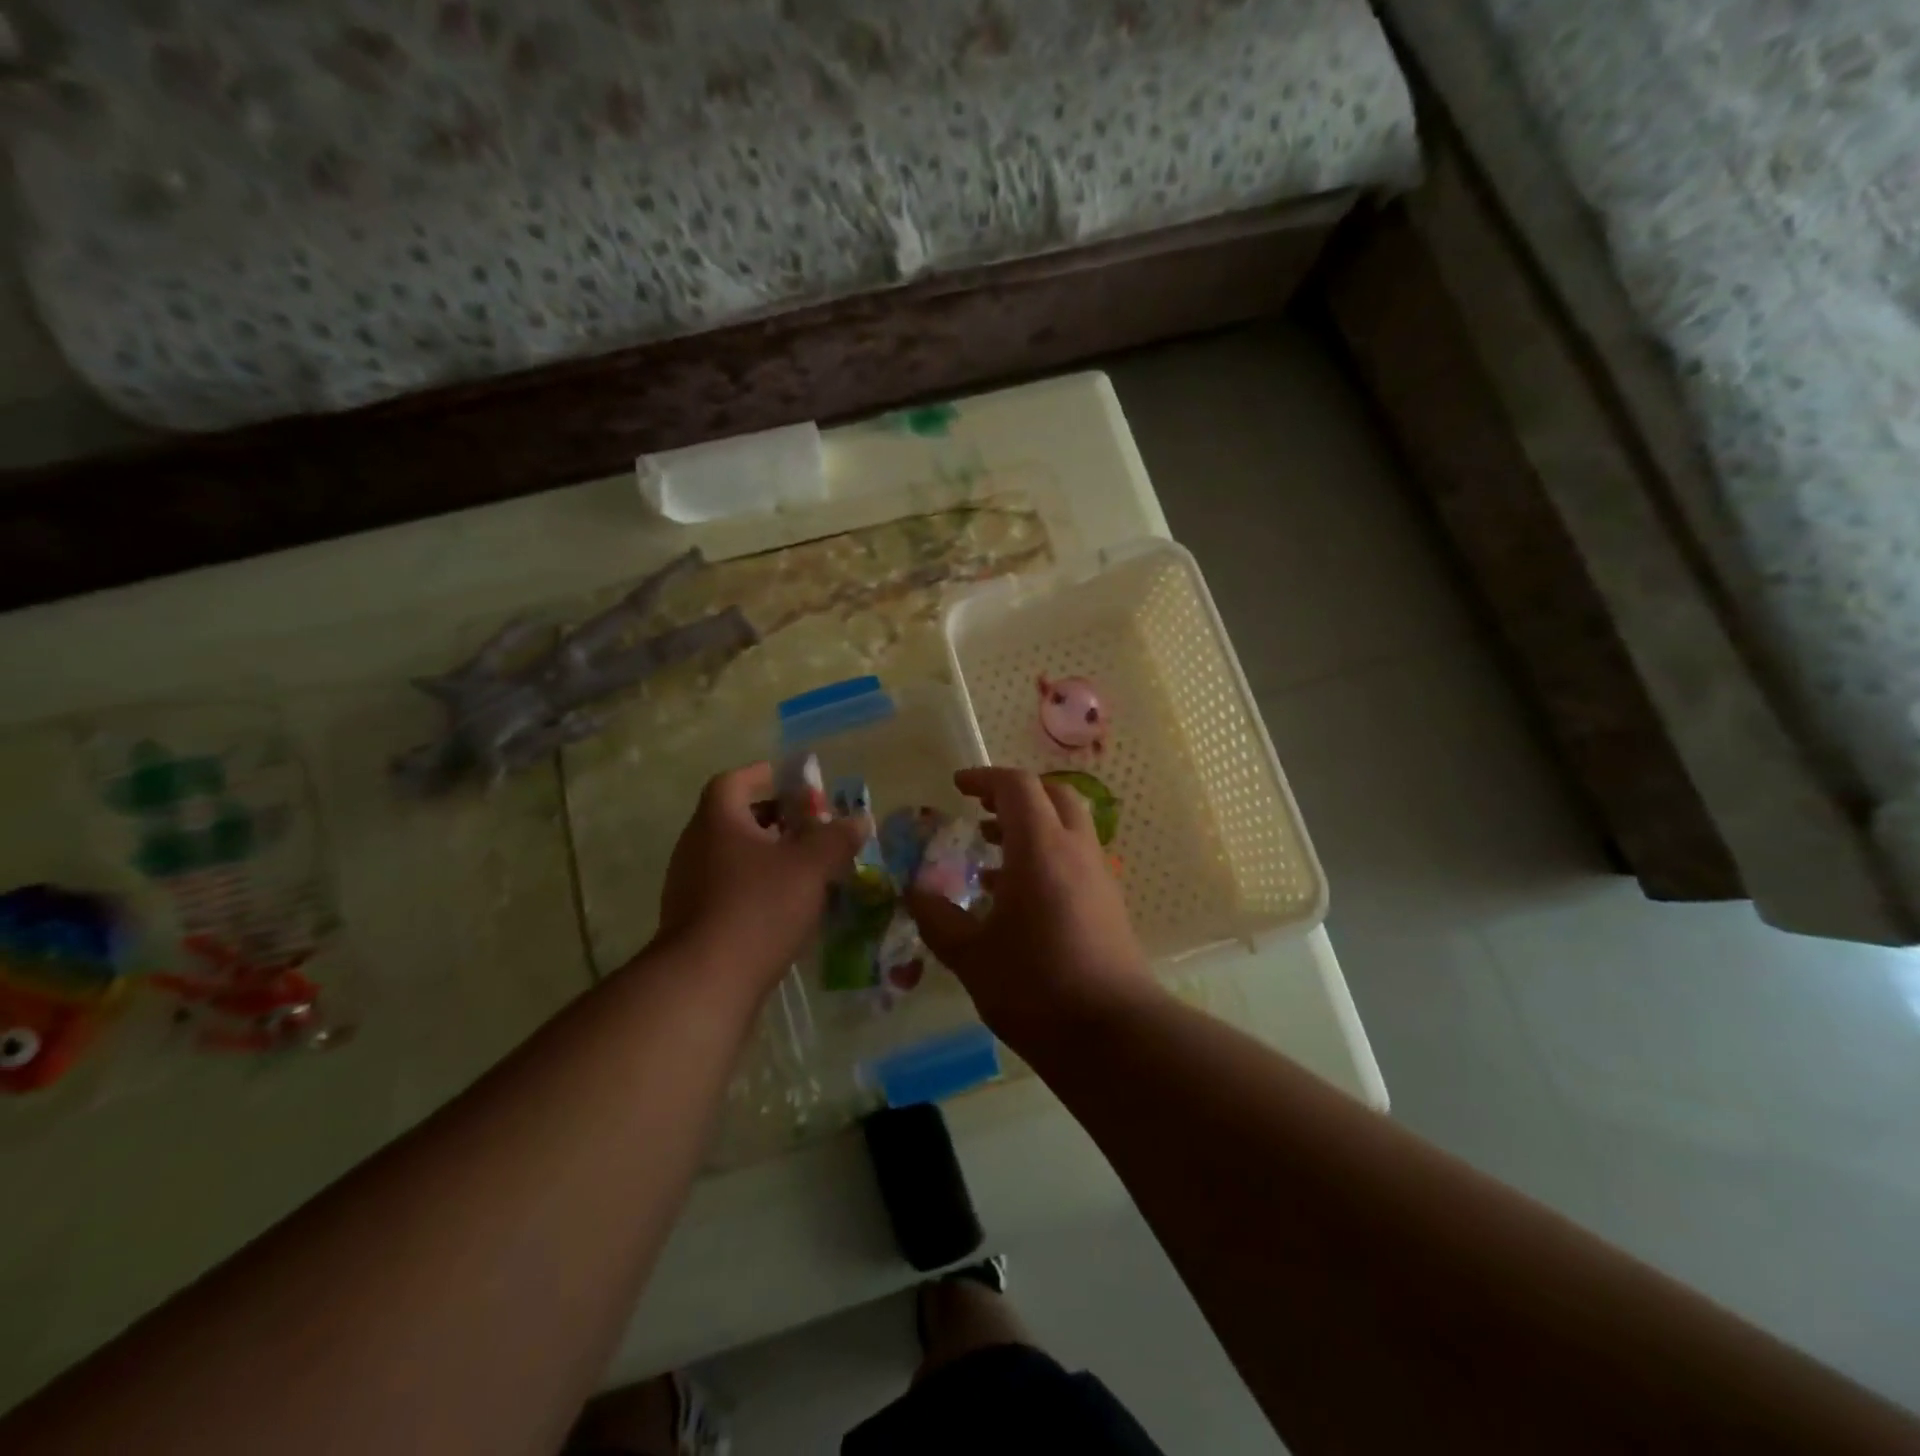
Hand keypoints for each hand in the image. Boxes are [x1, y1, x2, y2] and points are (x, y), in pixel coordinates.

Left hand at [654, 763, 865, 990]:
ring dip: (767, 856)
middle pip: (735, 818)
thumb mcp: (811, 867)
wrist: (705, 982)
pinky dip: (756, 888)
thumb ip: (837, 838)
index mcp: (718, 821)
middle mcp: (695, 846)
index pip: (735, 781)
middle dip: (774, 819)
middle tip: (810, 828)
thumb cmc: (759, 908)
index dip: (765, 776)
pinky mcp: (693, 922)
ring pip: (732, 856)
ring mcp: (688, 886)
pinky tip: (785, 908)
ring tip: (805, 868)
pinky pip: (728, 889)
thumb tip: (859, 820)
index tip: (795, 783)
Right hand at [909, 767, 1155, 1047]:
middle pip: (1052, 795)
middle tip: (980, 810)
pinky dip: (1046, 856)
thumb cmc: (1035, 987)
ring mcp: (1098, 876)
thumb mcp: (971, 956)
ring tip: (990, 852)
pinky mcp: (1108, 903)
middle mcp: (1075, 850)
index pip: (1017, 787)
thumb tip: (915, 892)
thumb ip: (938, 918)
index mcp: (1040, 848)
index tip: (957, 786)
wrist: (1113, 1035)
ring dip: (1031, 826)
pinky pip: (1075, 858)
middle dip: (1014, 794)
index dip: (984, 778)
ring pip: (1067, 826)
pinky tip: (1017, 896)